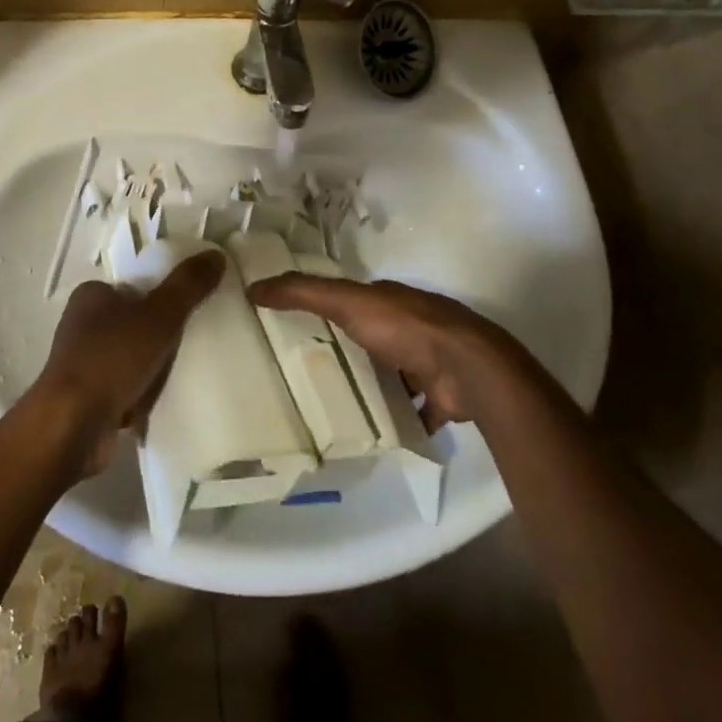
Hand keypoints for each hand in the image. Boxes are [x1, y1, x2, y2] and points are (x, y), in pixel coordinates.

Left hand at [32, 253, 225, 474]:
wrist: (71, 427)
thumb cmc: (112, 358)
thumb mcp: (160, 315)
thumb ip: (188, 285)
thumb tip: (216, 255)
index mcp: (91, 295)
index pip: (134, 288)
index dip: (161, 300)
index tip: (186, 316)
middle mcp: (81, 325)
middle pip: (134, 324)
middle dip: (159, 339)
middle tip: (187, 348)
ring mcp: (81, 364)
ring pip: (129, 359)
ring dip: (150, 371)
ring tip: (176, 379)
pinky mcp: (84, 399)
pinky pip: (122, 390)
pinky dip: (138, 397)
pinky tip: (157, 405)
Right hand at [245, 275, 516, 432]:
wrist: (468, 369)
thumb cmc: (405, 328)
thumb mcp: (347, 303)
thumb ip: (303, 293)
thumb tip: (253, 286)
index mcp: (388, 299)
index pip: (351, 299)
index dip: (325, 307)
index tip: (295, 325)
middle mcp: (410, 326)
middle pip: (371, 337)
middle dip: (348, 351)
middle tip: (309, 374)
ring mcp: (428, 363)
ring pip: (394, 374)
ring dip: (374, 387)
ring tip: (336, 409)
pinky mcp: (441, 398)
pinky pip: (414, 410)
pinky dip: (400, 420)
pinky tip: (375, 435)